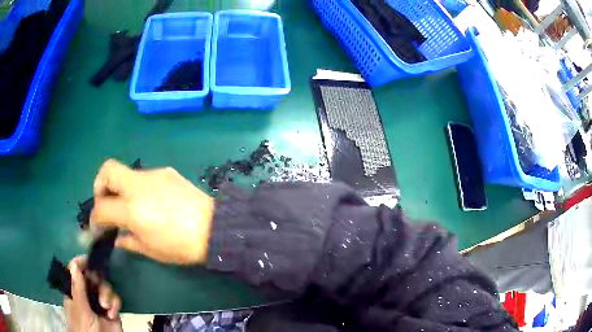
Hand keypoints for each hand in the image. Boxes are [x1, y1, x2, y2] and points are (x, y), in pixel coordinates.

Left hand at [64, 256, 121, 331]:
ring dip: (107, 294)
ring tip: (106, 307)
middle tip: (98, 289)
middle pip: (92, 276)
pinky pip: (115, 299)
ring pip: (105, 286)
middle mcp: (86, 294)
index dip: (82, 264)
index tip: (89, 261)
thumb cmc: (85, 328)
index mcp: (74, 290)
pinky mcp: (111, 311)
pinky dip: (115, 304)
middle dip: (98, 281)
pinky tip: (112, 314)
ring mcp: (99, 302)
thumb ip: (77, 287)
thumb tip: (74, 263)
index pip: (76, 270)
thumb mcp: (80, 309)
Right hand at [91, 159, 214, 263]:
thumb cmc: (181, 246)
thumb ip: (128, 241)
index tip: (97, 226)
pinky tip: (150, 202)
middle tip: (106, 203)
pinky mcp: (166, 171)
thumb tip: (116, 237)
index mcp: (131, 209)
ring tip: (130, 207)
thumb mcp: (151, 250)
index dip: (95, 218)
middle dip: (100, 185)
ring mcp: (153, 175)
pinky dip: (138, 187)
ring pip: (126, 173)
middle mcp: (138, 186)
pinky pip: (144, 176)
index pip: (101, 208)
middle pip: (107, 169)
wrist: (216, 228)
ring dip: (121, 188)